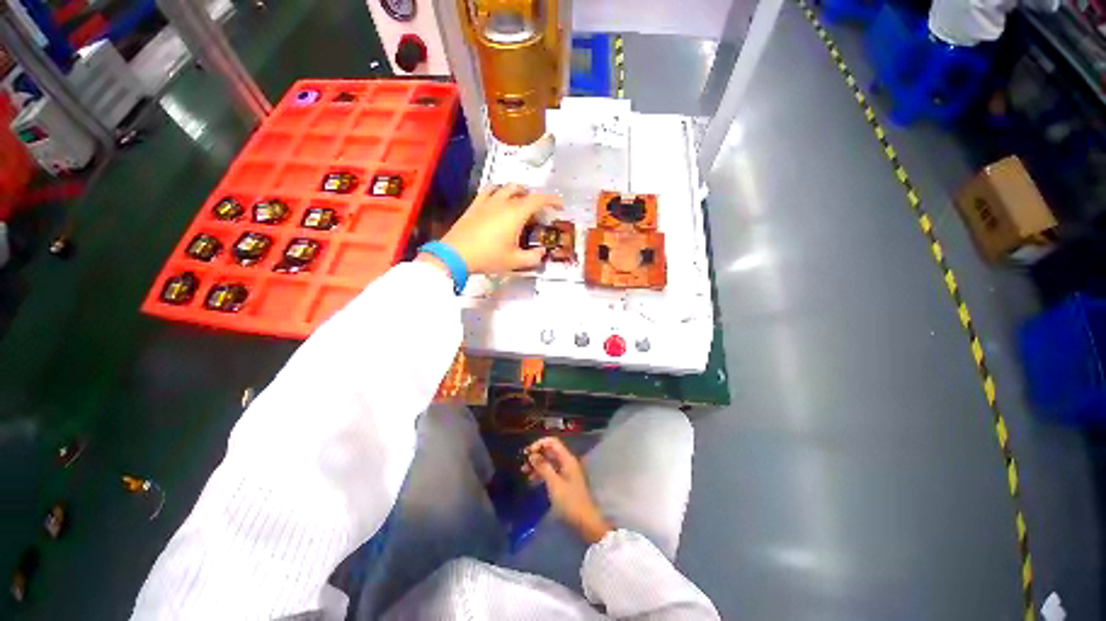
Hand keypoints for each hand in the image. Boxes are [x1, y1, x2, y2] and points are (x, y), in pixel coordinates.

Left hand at [439, 184, 562, 274]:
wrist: (456, 254)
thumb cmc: (488, 257)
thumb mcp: (515, 261)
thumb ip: (533, 258)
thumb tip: (541, 253)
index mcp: (515, 214)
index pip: (538, 200)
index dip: (552, 200)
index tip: (560, 205)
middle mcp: (503, 202)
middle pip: (523, 191)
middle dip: (535, 198)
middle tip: (539, 211)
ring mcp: (487, 201)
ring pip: (506, 187)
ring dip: (518, 192)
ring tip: (521, 202)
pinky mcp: (475, 205)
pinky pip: (489, 190)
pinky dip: (499, 191)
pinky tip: (499, 200)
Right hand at [522, 437, 612, 544]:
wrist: (586, 522)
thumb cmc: (570, 502)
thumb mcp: (554, 484)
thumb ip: (543, 467)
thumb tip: (532, 455)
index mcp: (567, 459)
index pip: (552, 442)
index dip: (539, 444)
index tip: (527, 453)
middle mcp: (567, 462)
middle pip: (551, 451)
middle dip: (537, 455)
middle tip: (523, 464)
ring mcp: (567, 472)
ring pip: (550, 462)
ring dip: (537, 465)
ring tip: (524, 472)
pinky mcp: (565, 482)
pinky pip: (551, 472)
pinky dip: (542, 473)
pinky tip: (532, 480)